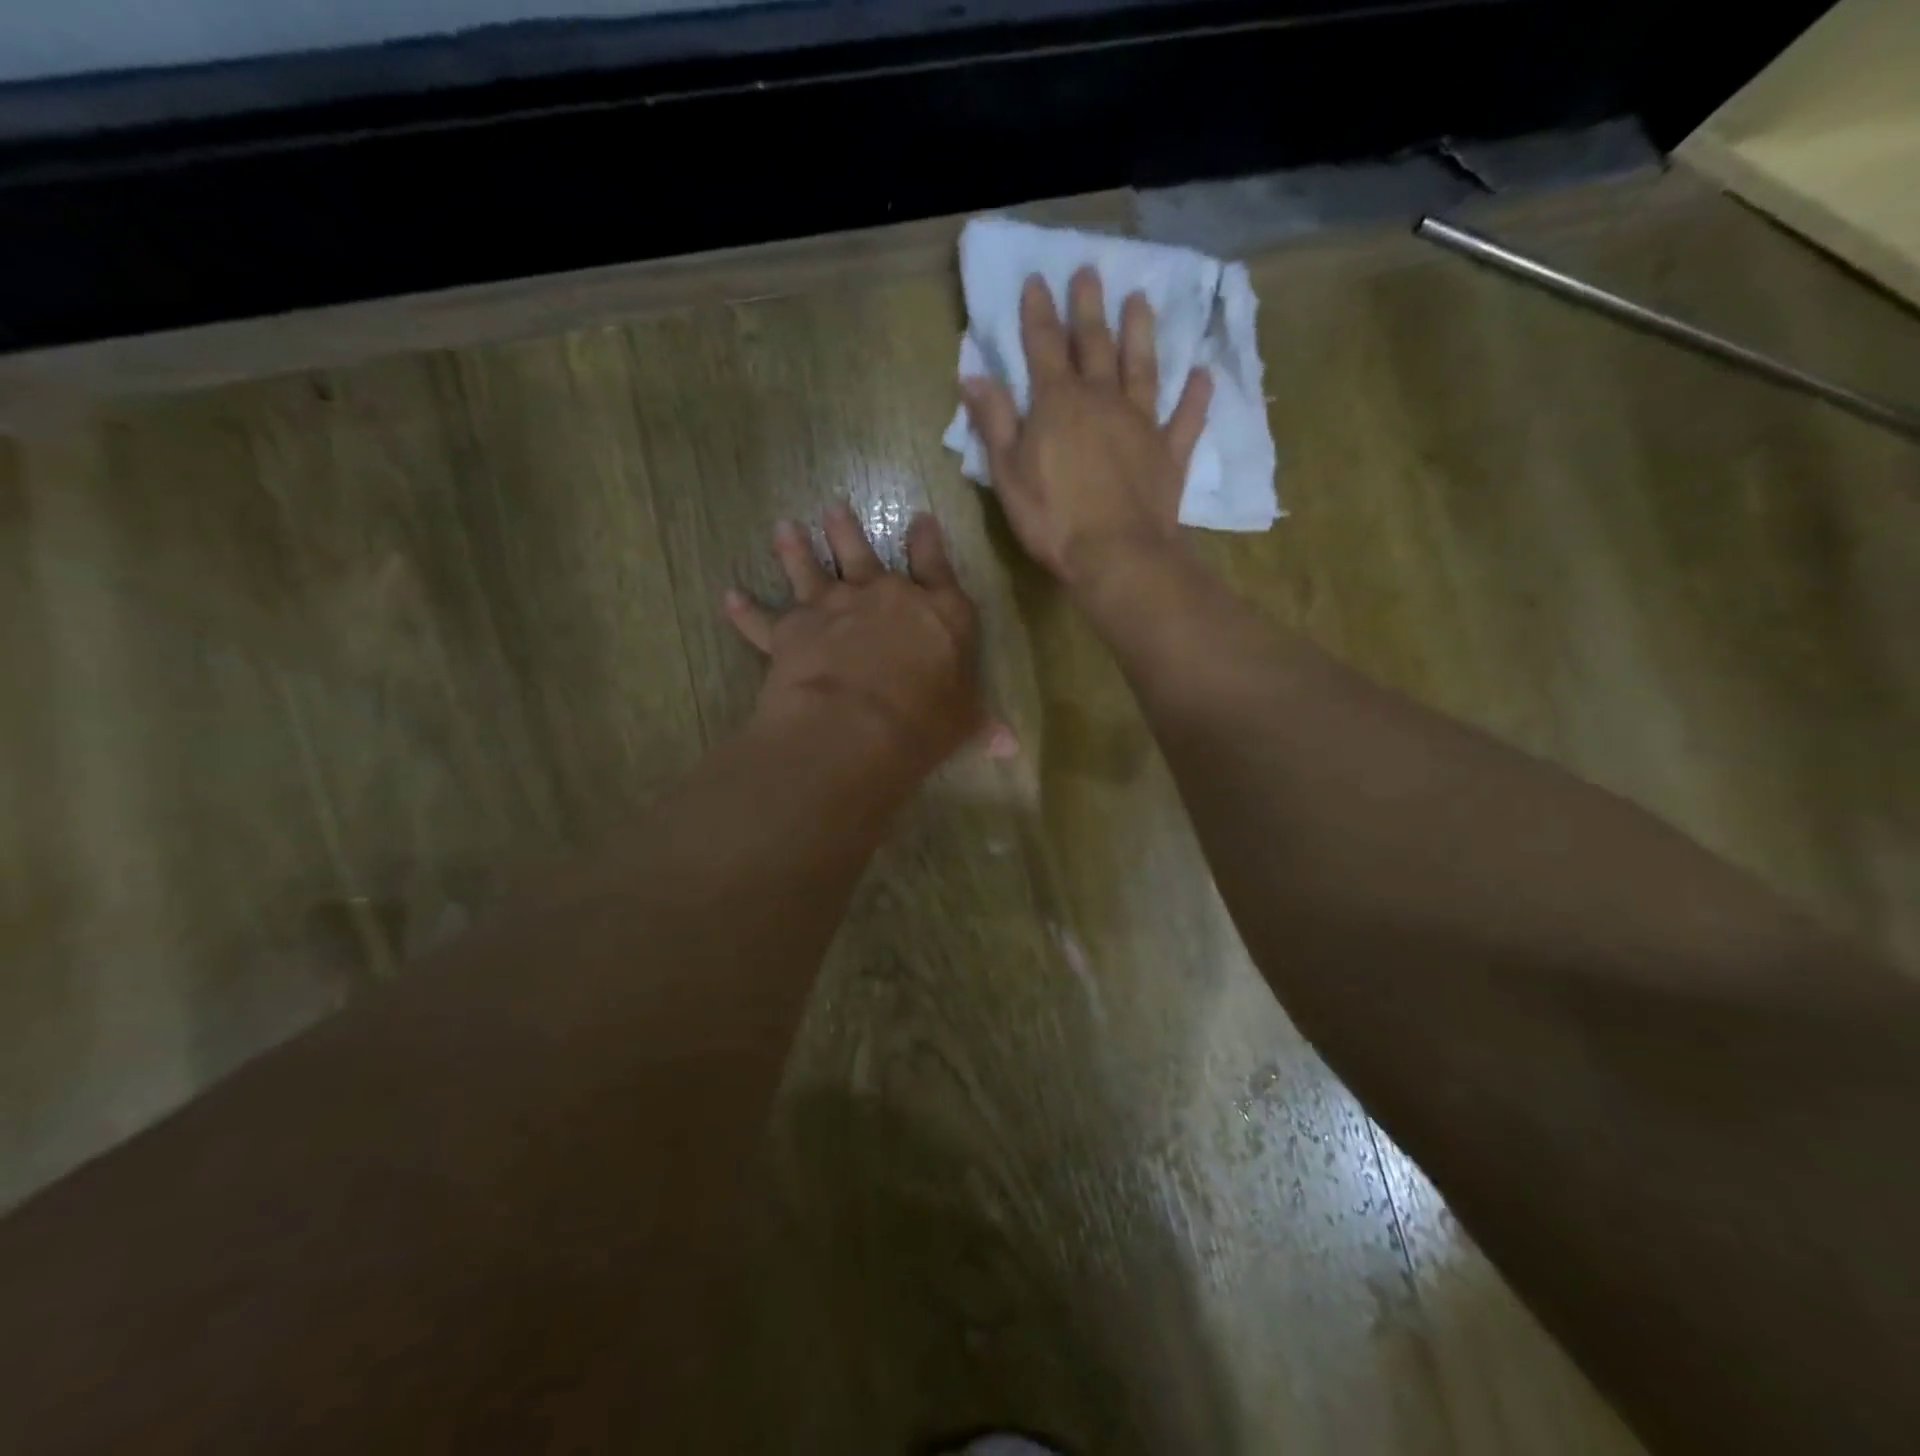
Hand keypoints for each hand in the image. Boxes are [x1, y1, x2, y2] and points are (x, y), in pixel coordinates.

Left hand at [725, 502, 1015, 778]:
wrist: (858, 726)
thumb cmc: (925, 720)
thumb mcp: (964, 723)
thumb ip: (982, 725)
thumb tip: (1010, 746)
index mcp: (936, 612)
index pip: (936, 567)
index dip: (928, 542)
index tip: (921, 519)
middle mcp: (883, 597)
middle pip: (863, 553)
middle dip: (848, 530)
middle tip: (833, 507)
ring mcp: (832, 608)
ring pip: (810, 569)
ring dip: (795, 549)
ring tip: (784, 527)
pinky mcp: (790, 632)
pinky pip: (762, 619)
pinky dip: (744, 610)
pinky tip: (730, 597)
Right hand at [962, 267, 1211, 586]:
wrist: (1115, 555)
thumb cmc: (1052, 518)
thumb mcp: (1008, 473)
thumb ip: (994, 422)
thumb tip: (974, 376)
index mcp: (1058, 403)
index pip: (1045, 346)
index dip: (1039, 313)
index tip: (1037, 279)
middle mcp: (1103, 400)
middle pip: (1095, 344)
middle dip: (1089, 307)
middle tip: (1090, 271)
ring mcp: (1142, 424)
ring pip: (1142, 368)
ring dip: (1141, 333)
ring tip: (1141, 299)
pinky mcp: (1169, 454)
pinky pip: (1186, 418)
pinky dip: (1195, 396)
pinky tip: (1202, 375)